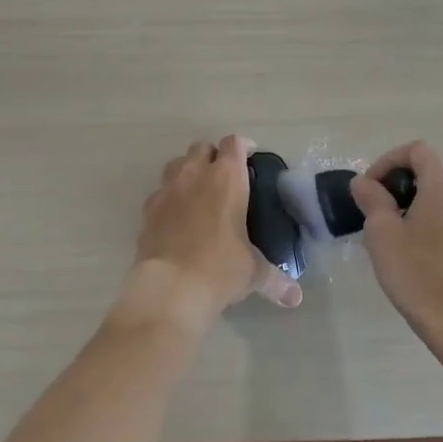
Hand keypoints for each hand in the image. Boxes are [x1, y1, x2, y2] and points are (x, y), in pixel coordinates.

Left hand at [129, 135, 302, 322]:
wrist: (170, 287)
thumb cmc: (220, 269)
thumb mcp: (253, 273)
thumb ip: (276, 279)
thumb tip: (295, 297)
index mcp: (226, 179)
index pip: (234, 144)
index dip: (243, 146)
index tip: (250, 156)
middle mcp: (194, 175)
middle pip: (201, 147)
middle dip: (213, 156)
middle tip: (224, 176)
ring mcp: (167, 190)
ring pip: (176, 164)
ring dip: (188, 170)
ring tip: (198, 191)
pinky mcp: (147, 210)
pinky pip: (159, 192)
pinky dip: (169, 197)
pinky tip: (176, 216)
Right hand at [353, 142, 442, 335]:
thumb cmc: (416, 271)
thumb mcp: (382, 232)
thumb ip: (372, 199)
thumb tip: (364, 183)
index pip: (416, 150)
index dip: (388, 161)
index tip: (369, 188)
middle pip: (428, 170)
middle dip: (397, 182)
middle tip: (374, 208)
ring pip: (437, 193)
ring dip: (411, 201)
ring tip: (389, 229)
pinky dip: (427, 217)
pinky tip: (411, 245)